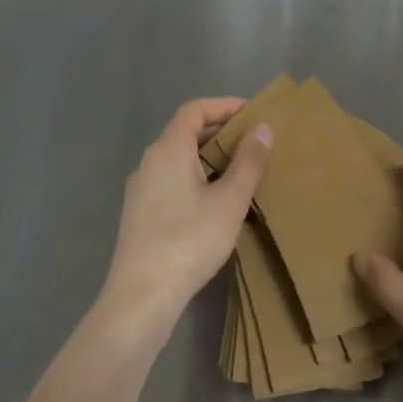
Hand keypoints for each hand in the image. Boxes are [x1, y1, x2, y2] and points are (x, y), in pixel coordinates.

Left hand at [99, 98, 271, 337]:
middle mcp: (149, 162)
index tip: (254, 112)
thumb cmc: (190, 240)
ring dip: (210, 156)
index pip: (194, 110)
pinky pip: (172, 179)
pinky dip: (197, 176)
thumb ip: (248, 161)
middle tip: (255, 140)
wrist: (142, 296)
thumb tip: (262, 128)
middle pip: (185, 132)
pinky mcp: (140, 213)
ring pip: (179, 158)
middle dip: (221, 130)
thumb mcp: (230, 200)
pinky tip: (217, 200)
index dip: (224, 105)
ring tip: (242, 169)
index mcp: (168, 150)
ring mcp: (141, 189)